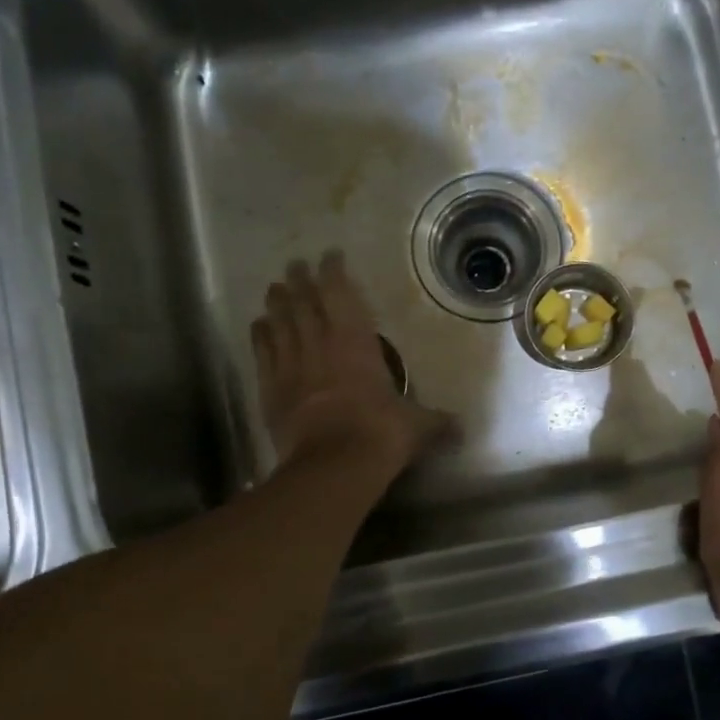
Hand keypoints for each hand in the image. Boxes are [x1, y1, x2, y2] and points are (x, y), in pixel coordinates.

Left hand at [252, 253, 451, 477]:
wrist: (334, 463)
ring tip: (273, 289)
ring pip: (280, 323)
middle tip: (293, 266)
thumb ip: (436, 422)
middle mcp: (321, 344)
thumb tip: (462, 428)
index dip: (334, 272)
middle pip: (304, 303)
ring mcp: (292, 366)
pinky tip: (257, 326)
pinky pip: (263, 354)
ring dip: (277, 304)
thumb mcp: (417, 426)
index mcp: (356, 342)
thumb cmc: (381, 432)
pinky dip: (259, 337)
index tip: (330, 256)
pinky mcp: (271, 389)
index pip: (341, 295)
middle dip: (299, 281)